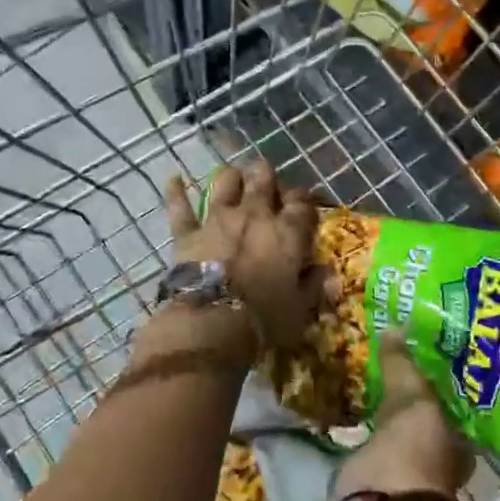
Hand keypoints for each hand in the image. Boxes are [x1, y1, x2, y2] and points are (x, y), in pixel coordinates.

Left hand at [164, 160, 327, 352]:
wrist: (212, 324)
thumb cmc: (264, 320)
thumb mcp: (300, 309)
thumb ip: (313, 285)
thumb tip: (326, 272)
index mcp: (287, 231)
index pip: (302, 201)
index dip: (303, 200)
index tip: (303, 208)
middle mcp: (255, 214)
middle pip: (264, 178)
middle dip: (267, 176)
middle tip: (268, 186)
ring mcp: (219, 219)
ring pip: (226, 181)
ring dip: (232, 177)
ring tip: (235, 179)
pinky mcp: (189, 232)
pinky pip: (180, 206)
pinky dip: (176, 191)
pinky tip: (174, 179)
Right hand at [336, 333, 473, 499]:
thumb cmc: (415, 444)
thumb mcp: (411, 393)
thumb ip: (401, 363)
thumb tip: (395, 327)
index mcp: (458, 442)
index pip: (448, 407)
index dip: (433, 388)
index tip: (416, 365)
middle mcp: (437, 462)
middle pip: (421, 424)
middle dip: (406, 406)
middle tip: (387, 374)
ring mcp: (406, 477)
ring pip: (396, 440)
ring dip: (384, 423)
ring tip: (366, 392)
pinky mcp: (375, 487)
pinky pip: (370, 452)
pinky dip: (362, 439)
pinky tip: (352, 420)